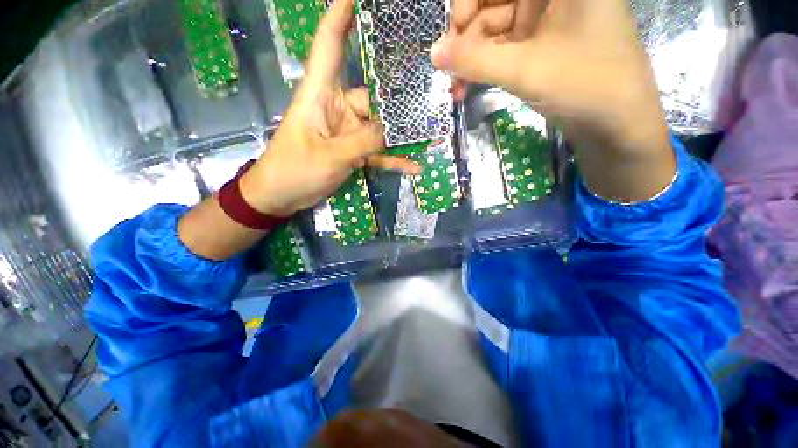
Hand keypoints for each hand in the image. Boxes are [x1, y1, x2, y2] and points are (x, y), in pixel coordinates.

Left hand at [240, 0, 418, 216]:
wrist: (281, 196)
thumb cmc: (294, 170)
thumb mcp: (330, 156)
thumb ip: (363, 142)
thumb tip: (392, 130)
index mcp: (320, 94)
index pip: (329, 44)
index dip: (341, 16)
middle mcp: (337, 108)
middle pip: (372, 97)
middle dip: (398, 102)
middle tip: (431, 100)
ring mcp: (347, 132)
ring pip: (379, 129)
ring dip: (401, 136)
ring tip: (431, 137)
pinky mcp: (352, 151)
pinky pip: (377, 153)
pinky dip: (393, 159)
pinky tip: (414, 166)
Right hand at [432, 0, 674, 201]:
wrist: (616, 124)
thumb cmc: (585, 85)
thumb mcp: (524, 70)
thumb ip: (475, 60)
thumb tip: (434, 54)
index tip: (457, 28)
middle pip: (493, 1)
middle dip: (467, 34)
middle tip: (451, 67)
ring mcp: (543, 20)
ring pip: (493, 29)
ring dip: (471, 58)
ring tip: (456, 87)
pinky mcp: (537, 46)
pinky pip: (501, 50)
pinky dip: (483, 68)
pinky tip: (467, 87)